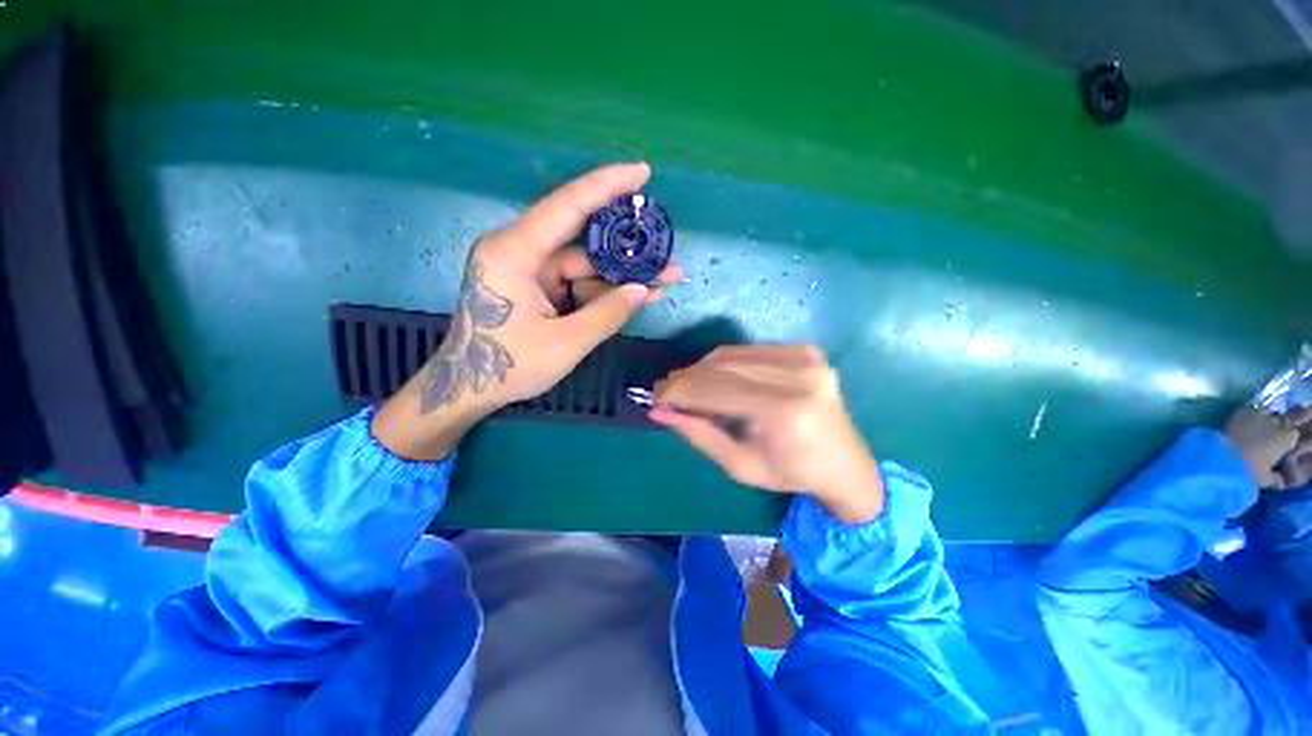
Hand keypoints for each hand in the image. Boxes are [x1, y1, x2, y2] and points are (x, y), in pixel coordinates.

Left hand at [375, 162, 680, 459]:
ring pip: (586, 265)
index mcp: (515, 252)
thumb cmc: (507, 366)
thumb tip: (644, 290)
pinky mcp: (538, 288)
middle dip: (628, 249)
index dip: (607, 185)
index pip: (567, 206)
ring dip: (623, 276)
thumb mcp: (564, 344)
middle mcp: (521, 251)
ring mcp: (531, 270)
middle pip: (584, 240)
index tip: (643, 172)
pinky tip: (639, 296)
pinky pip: (579, 283)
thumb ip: (607, 314)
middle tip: (665, 249)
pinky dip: (606, 292)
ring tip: (664, 280)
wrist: (468, 389)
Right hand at [650, 346, 883, 523]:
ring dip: (701, 369)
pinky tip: (716, 379)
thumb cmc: (791, 472)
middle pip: (721, 367)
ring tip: (687, 387)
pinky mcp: (806, 350)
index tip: (655, 397)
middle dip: (685, 379)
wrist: (844, 463)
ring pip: (731, 354)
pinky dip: (724, 363)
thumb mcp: (739, 465)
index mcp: (785, 413)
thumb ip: (698, 434)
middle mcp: (798, 377)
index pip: (715, 391)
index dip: (679, 392)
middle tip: (665, 391)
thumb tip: (660, 410)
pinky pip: (748, 350)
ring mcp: (806, 359)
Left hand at [1224, 406, 1311, 488]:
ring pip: (1266, 413)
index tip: (1279, 445)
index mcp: (1287, 438)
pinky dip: (1248, 414)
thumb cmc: (1250, 470)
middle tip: (1265, 437)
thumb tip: (1281, 482)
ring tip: (1254, 428)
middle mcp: (1277, 423)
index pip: (1293, 434)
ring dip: (1262, 419)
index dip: (1286, 438)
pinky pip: (1249, 409)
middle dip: (1275, 427)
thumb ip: (1277, 479)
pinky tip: (1243, 422)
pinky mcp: (1241, 411)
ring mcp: (1259, 414)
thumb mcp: (1266, 479)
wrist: (1224, 457)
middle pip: (1280, 421)